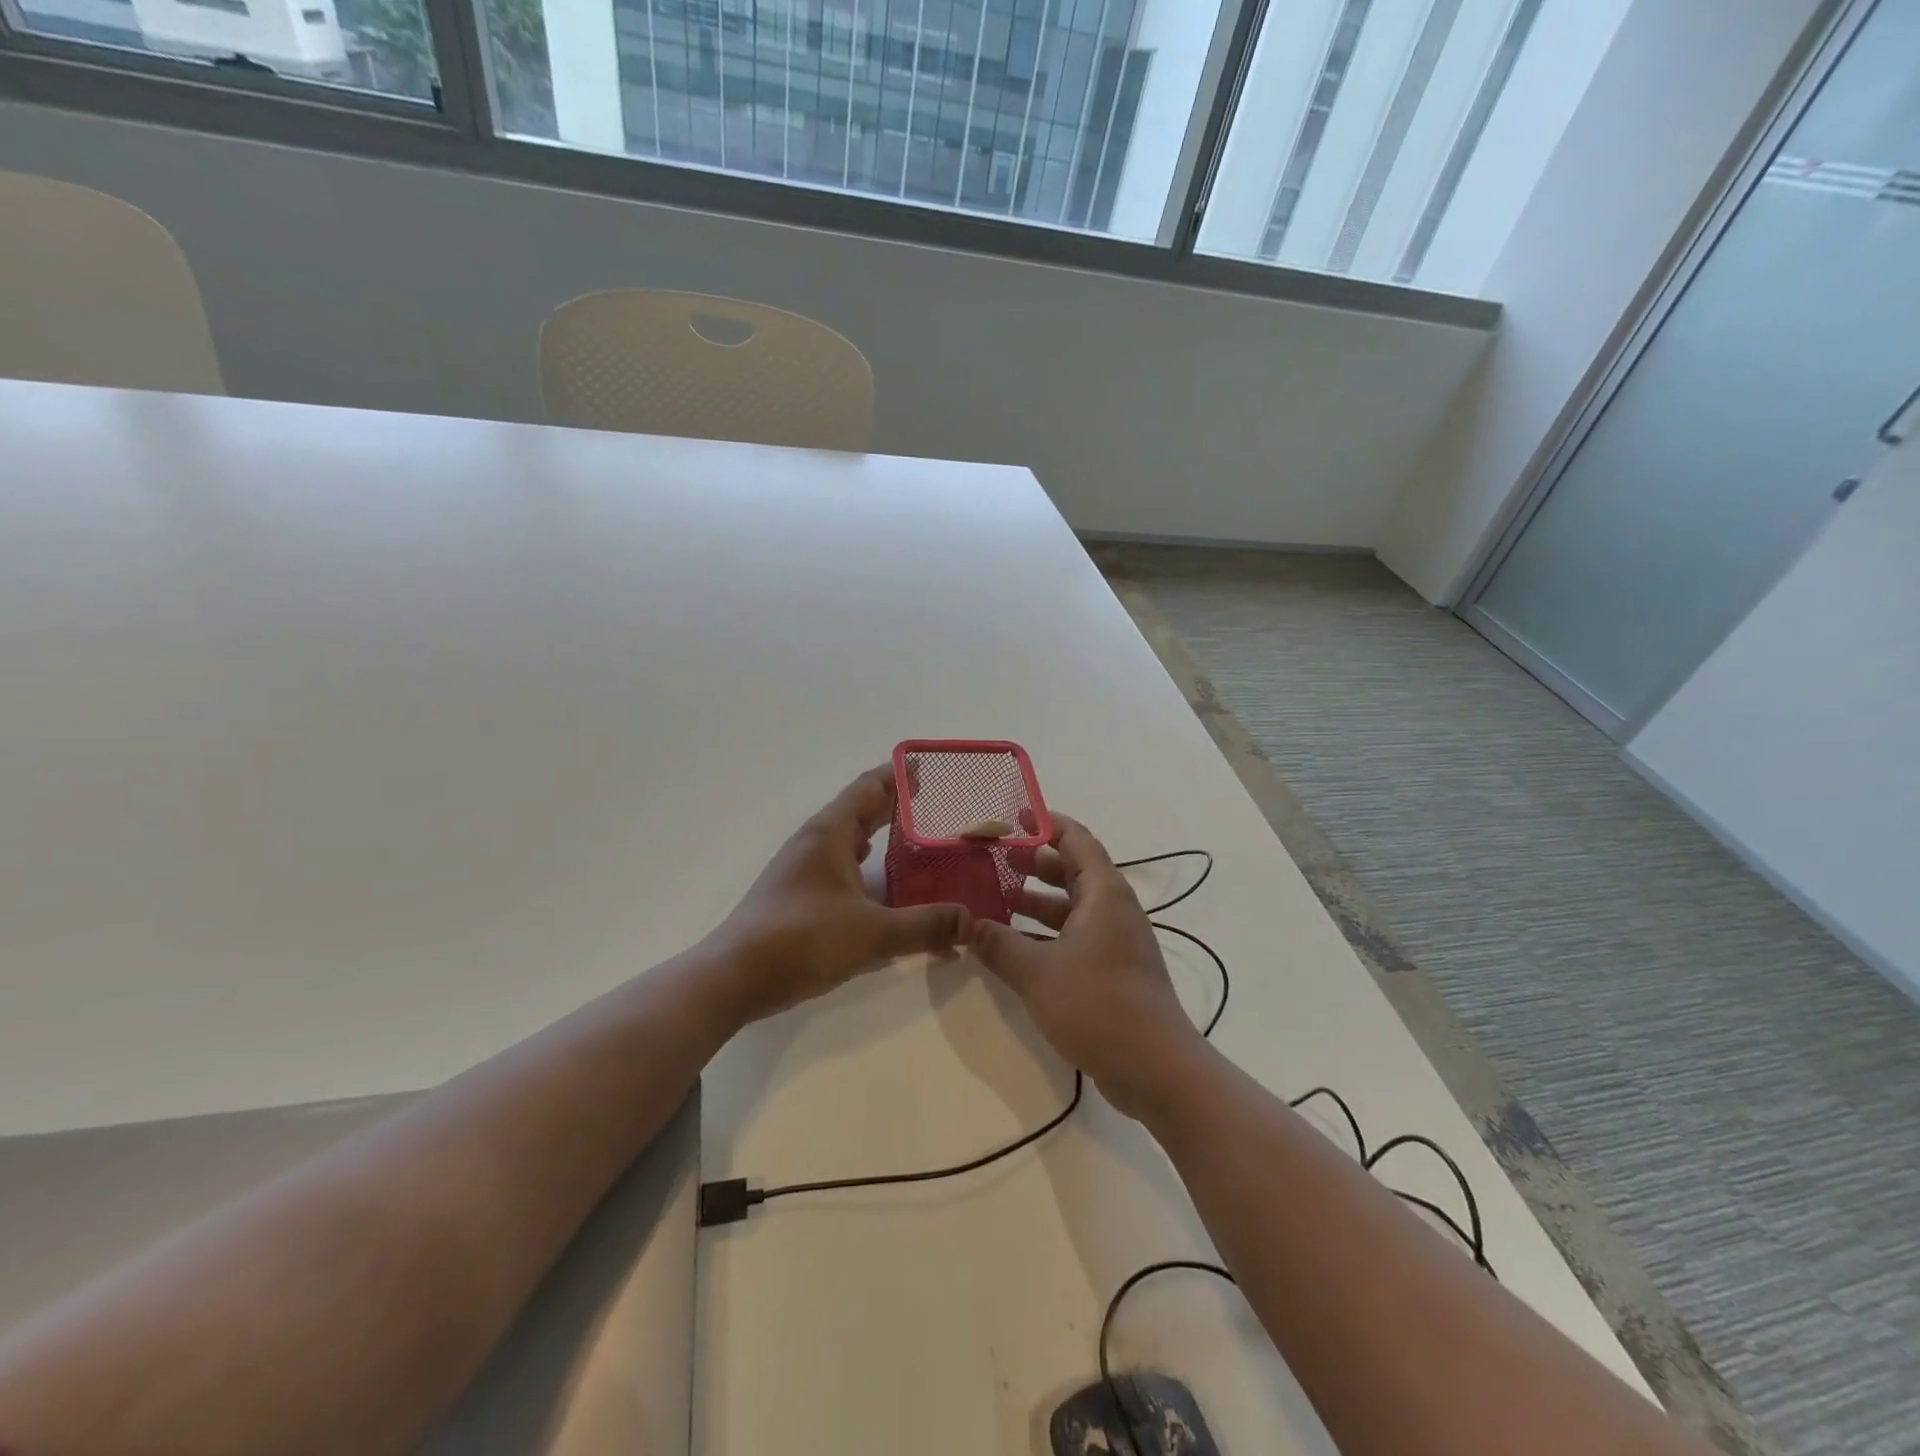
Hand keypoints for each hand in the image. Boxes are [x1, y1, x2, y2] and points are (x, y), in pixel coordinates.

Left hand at [712, 766, 970, 1021]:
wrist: (733, 977)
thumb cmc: (801, 940)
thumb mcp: (872, 934)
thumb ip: (925, 926)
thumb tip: (972, 920)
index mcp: (829, 833)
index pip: (869, 787)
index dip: (899, 775)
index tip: (931, 770)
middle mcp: (815, 842)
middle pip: (860, 810)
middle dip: (896, 806)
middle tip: (938, 807)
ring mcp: (803, 869)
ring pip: (849, 840)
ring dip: (881, 836)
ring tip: (919, 842)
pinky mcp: (799, 895)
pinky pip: (841, 866)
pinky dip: (867, 866)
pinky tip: (885, 886)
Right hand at [969, 817, 1210, 1119]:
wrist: (1156, 1068)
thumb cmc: (1097, 1005)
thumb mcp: (1037, 973)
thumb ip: (998, 944)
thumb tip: (967, 925)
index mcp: (1104, 894)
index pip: (1076, 840)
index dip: (1046, 824)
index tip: (1013, 817)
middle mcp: (1113, 909)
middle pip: (1074, 871)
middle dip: (1035, 862)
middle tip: (996, 859)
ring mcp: (1116, 941)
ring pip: (1073, 906)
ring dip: (1038, 901)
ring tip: (998, 898)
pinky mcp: (1113, 970)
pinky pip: (1075, 935)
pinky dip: (1047, 932)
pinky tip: (1017, 945)